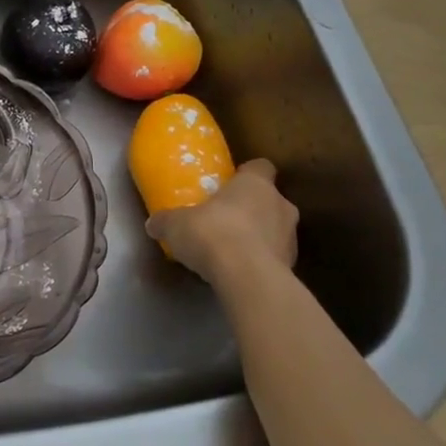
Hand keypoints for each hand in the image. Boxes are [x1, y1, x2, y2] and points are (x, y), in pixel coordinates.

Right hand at [146, 159, 299, 284]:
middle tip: (225, 220)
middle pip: (269, 200)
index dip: (247, 174)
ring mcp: (290, 237)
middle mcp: (280, 204)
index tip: (230, 185)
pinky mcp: (292, 266)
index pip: (260, 167)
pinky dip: (260, 262)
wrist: (247, 277)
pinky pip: (274, 257)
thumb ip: (166, 222)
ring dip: (258, 237)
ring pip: (275, 229)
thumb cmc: (212, 234)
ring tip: (231, 251)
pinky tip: (239, 272)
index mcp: (255, 184)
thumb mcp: (176, 225)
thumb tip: (153, 224)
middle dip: (251, 209)